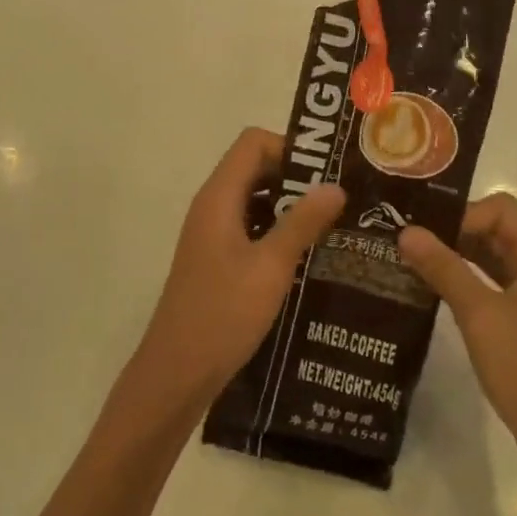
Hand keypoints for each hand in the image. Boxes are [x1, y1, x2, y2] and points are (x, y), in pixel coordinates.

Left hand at [133, 128, 344, 418]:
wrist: (177, 373)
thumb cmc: (223, 314)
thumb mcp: (271, 267)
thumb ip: (302, 223)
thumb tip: (335, 186)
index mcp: (219, 197)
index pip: (253, 142)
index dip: (290, 148)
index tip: (327, 172)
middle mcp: (212, 206)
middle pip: (255, 167)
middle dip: (297, 176)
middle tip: (339, 197)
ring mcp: (212, 233)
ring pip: (255, 199)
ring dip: (290, 205)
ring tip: (333, 224)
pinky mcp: (217, 258)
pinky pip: (251, 227)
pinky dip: (278, 230)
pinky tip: (308, 254)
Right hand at [398, 193, 516, 480]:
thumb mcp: (479, 314)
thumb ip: (443, 268)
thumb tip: (406, 231)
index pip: (499, 210)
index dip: (461, 215)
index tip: (425, 235)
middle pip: (497, 231)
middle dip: (454, 232)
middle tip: (409, 241)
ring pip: (495, 259)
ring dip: (458, 258)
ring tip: (414, 261)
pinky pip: (496, 286)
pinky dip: (468, 282)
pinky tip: (436, 291)